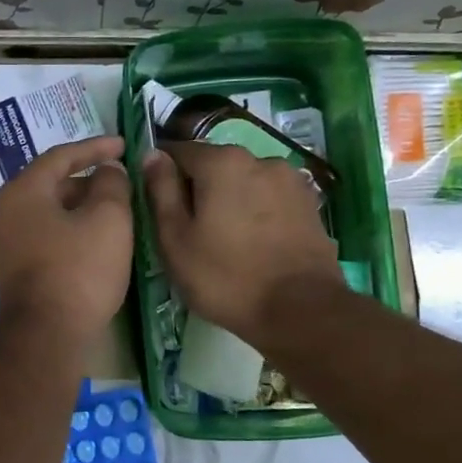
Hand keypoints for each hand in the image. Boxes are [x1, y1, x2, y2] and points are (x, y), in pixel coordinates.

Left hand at [0, 136, 131, 346]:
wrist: (46, 336)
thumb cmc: (79, 270)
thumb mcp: (109, 219)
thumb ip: (111, 184)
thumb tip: (108, 170)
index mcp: (23, 190)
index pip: (61, 155)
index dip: (95, 147)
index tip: (123, 144)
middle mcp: (7, 211)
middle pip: (53, 183)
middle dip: (89, 179)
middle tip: (122, 180)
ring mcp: (7, 242)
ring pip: (51, 211)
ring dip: (82, 206)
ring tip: (116, 210)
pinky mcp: (16, 268)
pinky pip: (47, 235)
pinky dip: (72, 229)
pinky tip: (97, 240)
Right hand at [141, 141, 340, 343]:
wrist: (300, 311)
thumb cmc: (225, 276)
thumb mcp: (174, 237)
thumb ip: (160, 190)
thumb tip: (152, 155)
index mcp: (222, 162)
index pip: (178, 151)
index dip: (162, 175)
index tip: (158, 206)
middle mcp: (259, 158)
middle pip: (213, 165)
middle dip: (198, 188)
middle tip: (189, 230)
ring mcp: (290, 180)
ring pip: (243, 182)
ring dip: (229, 199)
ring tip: (223, 239)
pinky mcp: (309, 204)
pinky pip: (268, 198)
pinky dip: (255, 212)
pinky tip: (252, 243)